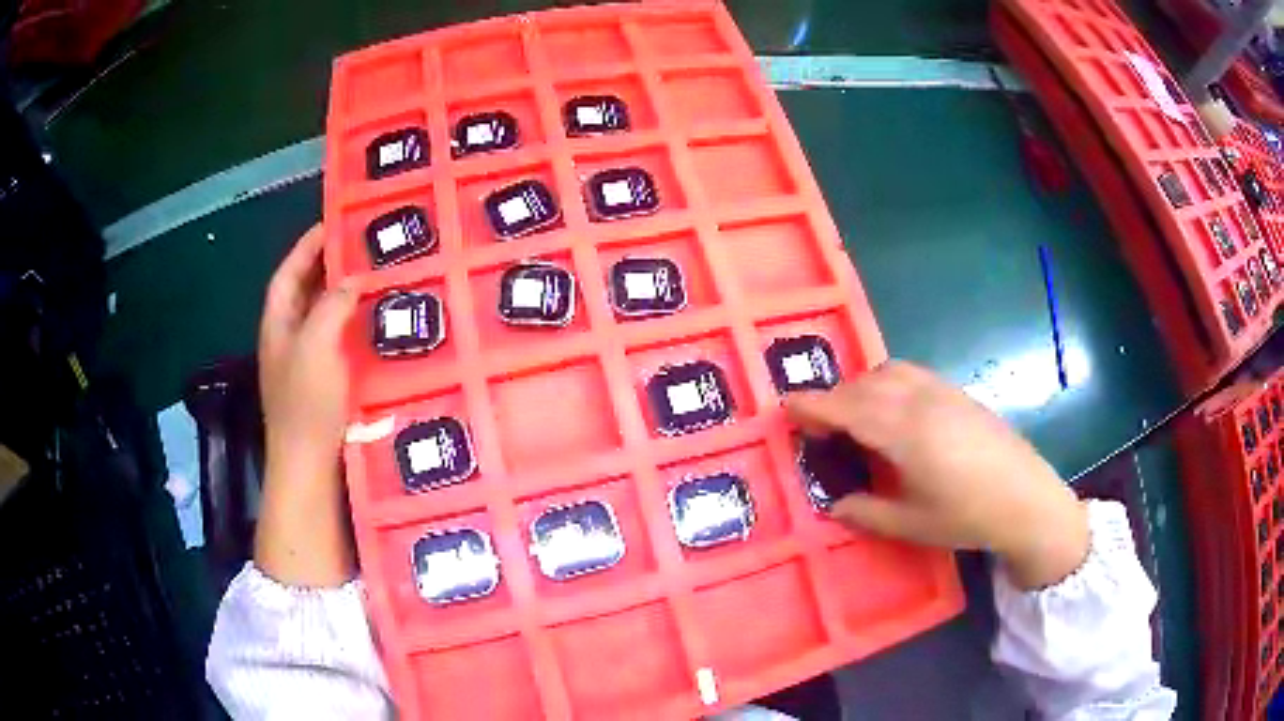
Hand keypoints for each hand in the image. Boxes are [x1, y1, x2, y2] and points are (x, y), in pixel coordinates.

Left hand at [254, 224, 359, 587]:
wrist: (310, 468)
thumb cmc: (305, 404)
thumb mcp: (314, 345)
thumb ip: (331, 305)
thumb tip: (353, 279)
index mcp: (279, 325)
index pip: (289, 273)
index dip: (308, 246)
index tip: (335, 222)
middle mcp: (290, 340)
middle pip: (308, 291)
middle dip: (331, 266)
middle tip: (367, 246)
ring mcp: (308, 364)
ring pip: (327, 317)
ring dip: (348, 297)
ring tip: (380, 277)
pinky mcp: (328, 386)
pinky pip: (342, 343)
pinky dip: (357, 328)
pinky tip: (382, 325)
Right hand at [785, 361, 1088, 589]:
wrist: (1026, 498)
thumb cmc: (967, 516)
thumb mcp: (911, 524)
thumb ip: (867, 512)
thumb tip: (835, 505)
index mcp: (903, 432)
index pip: (847, 407)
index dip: (813, 405)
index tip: (787, 408)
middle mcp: (919, 400)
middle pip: (864, 384)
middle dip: (835, 398)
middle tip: (819, 425)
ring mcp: (941, 391)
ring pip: (889, 371)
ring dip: (862, 386)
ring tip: (855, 416)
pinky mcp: (958, 392)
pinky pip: (911, 374)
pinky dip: (888, 382)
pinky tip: (894, 411)